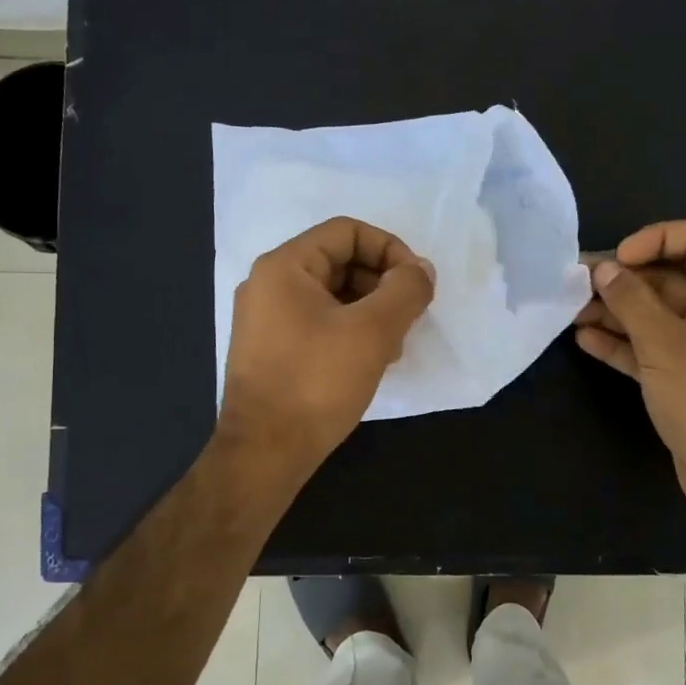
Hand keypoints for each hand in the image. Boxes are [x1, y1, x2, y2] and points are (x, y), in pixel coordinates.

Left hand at [219, 217, 435, 477]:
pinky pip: (319, 322)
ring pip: (333, 294)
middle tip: (408, 319)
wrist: (264, 453)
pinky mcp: (270, 349)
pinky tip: (369, 361)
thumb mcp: (373, 331)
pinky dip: (350, 331)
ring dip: (371, 311)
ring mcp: (266, 318)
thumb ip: (405, 290)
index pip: (348, 231)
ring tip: (393, 346)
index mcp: (285, 266)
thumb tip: (421, 270)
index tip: (417, 285)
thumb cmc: (317, 383)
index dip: (391, 250)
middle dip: (382, 284)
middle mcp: (269, 284)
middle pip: (340, 261)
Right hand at [574, 220, 685, 519]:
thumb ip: (630, 300)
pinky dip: (621, 342)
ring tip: (572, 311)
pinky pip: (650, 347)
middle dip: (623, 280)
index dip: (657, 239)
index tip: (620, 260)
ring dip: (615, 311)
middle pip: (669, 277)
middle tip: (577, 284)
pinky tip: (585, 340)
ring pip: (655, 314)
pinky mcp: (684, 376)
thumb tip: (603, 269)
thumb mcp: (663, 342)